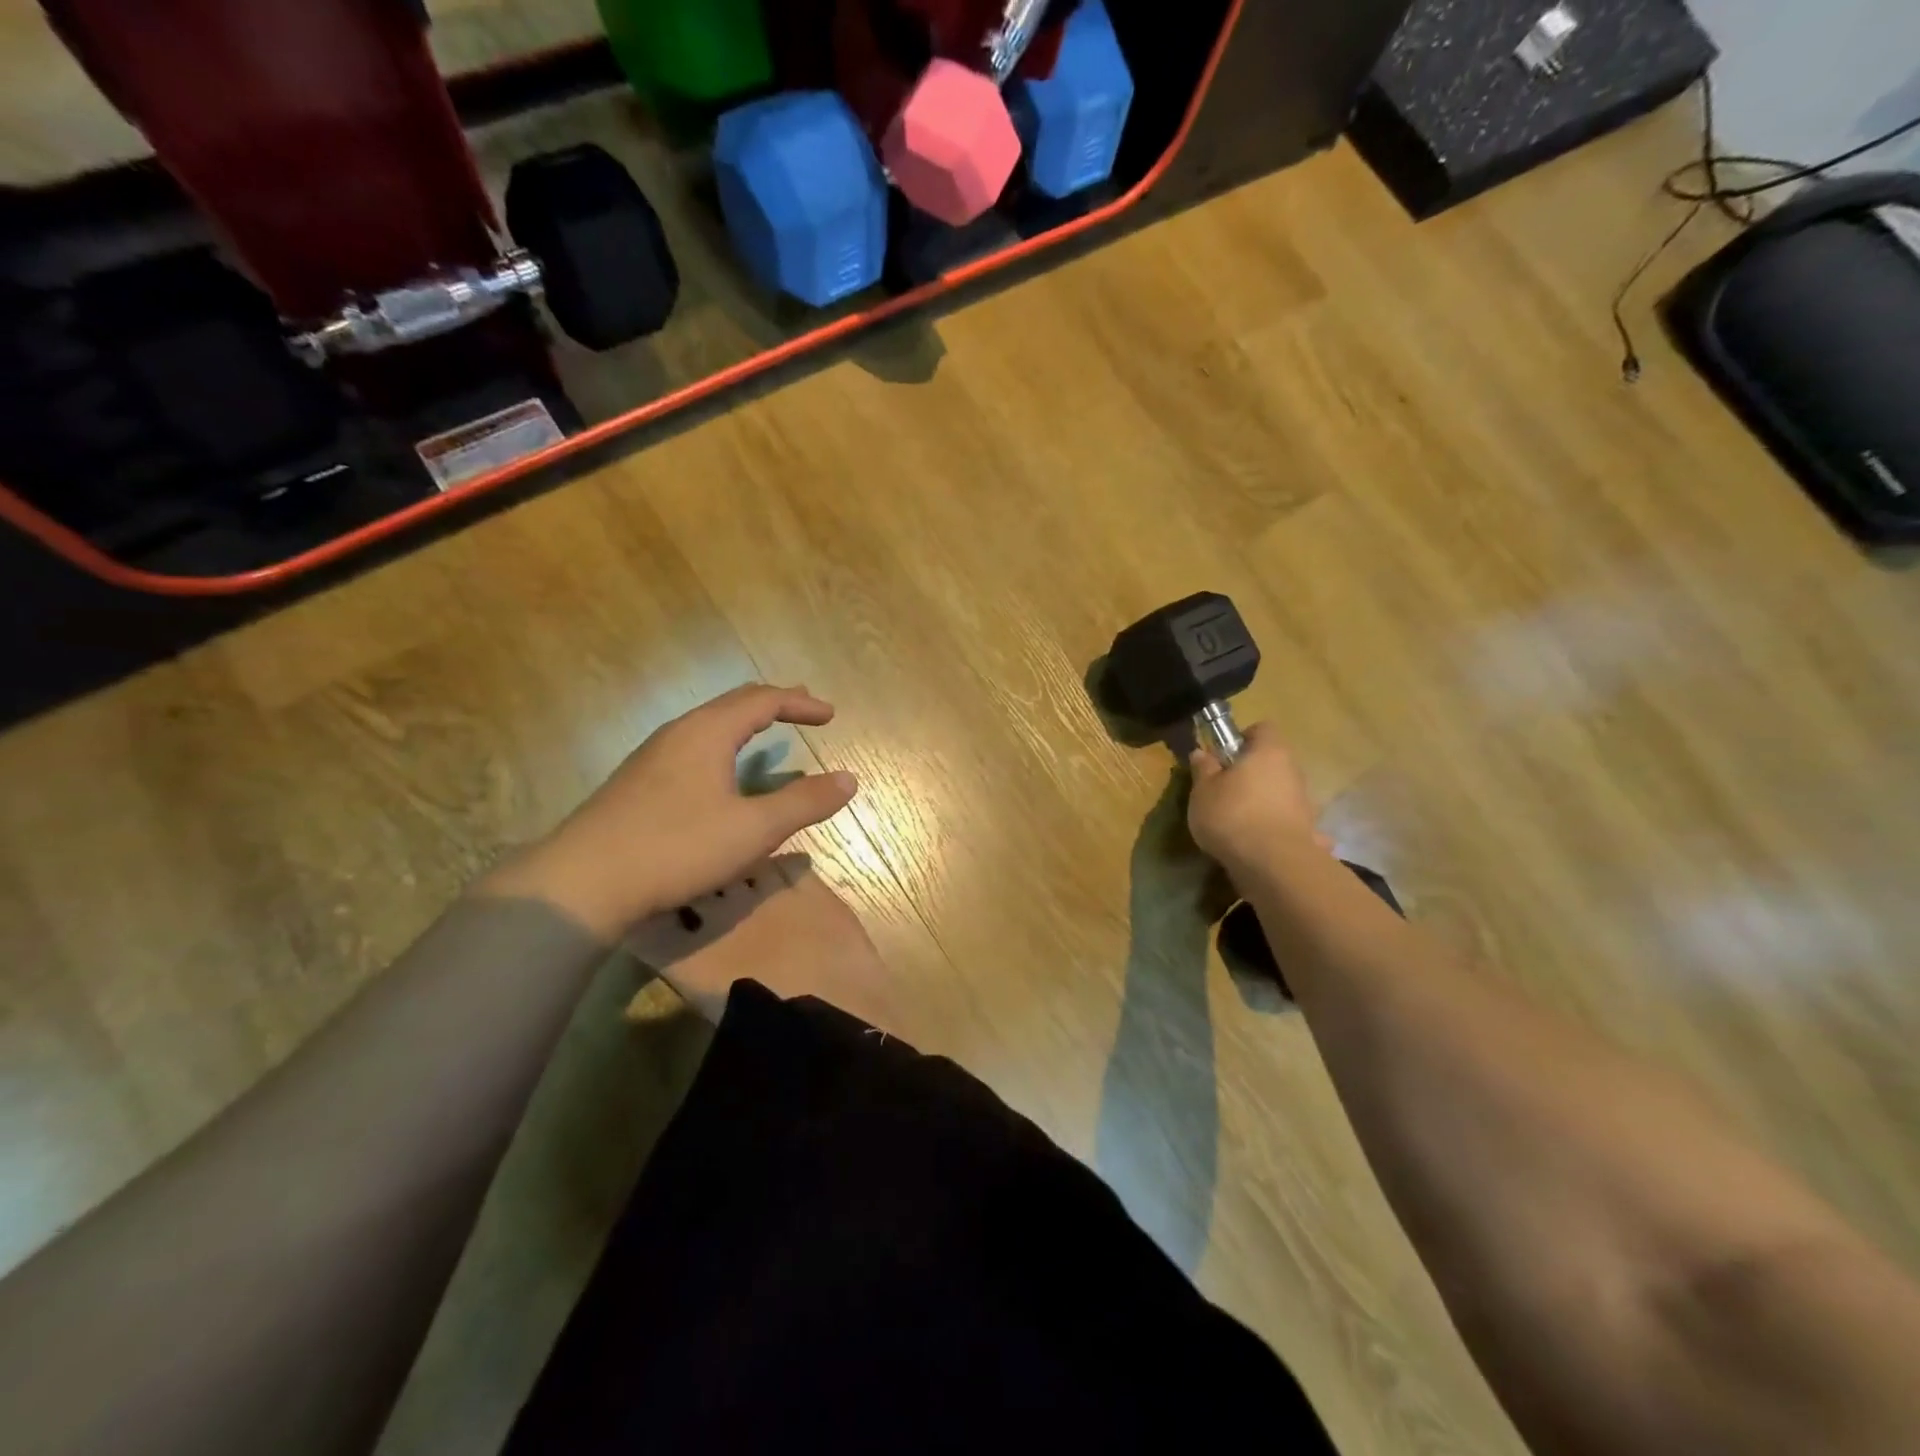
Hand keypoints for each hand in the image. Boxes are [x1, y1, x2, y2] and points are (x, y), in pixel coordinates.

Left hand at [480, 684, 858, 938]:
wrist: (582, 882)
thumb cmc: (677, 847)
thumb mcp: (754, 829)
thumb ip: (804, 803)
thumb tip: (849, 779)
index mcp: (708, 732)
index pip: (763, 700)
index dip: (800, 703)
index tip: (829, 714)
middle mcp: (678, 733)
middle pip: (732, 703)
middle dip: (773, 703)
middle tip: (802, 707)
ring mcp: (652, 757)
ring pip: (708, 724)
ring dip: (744, 723)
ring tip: (766, 732)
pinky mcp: (637, 783)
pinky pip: (692, 746)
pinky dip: (722, 744)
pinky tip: (719, 772)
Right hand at [1187, 722, 1328, 876]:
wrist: (1272, 864)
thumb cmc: (1232, 815)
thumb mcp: (1203, 790)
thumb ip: (1203, 769)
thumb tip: (1202, 753)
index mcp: (1269, 752)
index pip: (1262, 729)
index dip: (1242, 738)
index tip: (1223, 756)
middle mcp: (1293, 770)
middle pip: (1272, 761)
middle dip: (1251, 772)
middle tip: (1224, 789)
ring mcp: (1305, 802)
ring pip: (1280, 791)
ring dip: (1263, 800)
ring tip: (1238, 821)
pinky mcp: (1307, 830)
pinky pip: (1288, 822)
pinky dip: (1275, 828)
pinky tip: (1258, 844)